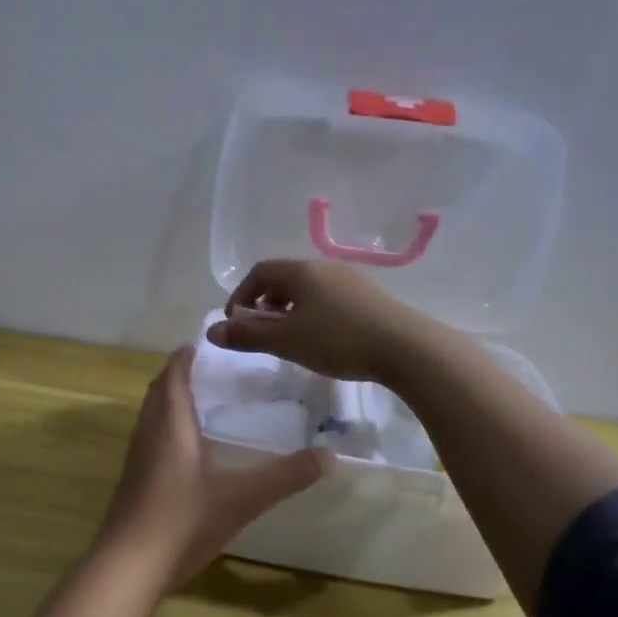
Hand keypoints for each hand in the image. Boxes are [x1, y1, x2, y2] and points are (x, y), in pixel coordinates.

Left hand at [94, 345, 328, 586]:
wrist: (128, 566)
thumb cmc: (183, 522)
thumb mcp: (242, 498)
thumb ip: (285, 476)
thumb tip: (330, 456)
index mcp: (170, 425)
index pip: (173, 376)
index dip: (185, 357)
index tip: (205, 342)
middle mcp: (148, 434)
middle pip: (158, 392)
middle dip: (177, 374)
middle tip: (208, 368)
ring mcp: (136, 459)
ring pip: (150, 415)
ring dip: (169, 400)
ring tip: (200, 400)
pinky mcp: (133, 482)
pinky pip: (149, 438)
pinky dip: (166, 427)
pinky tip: (187, 449)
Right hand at [205, 259, 424, 381]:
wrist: (406, 348)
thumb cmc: (337, 340)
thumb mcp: (286, 341)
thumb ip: (247, 336)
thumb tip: (211, 332)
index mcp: (301, 271)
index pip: (259, 272)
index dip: (241, 296)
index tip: (236, 324)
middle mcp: (324, 268)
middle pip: (283, 278)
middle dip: (264, 303)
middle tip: (259, 331)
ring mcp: (350, 281)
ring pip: (307, 289)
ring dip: (288, 309)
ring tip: (288, 337)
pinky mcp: (369, 298)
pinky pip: (328, 299)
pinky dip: (311, 314)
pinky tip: (320, 339)